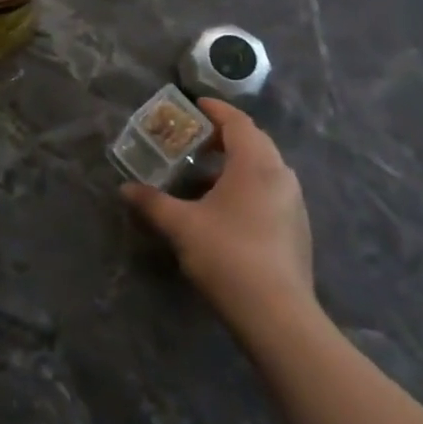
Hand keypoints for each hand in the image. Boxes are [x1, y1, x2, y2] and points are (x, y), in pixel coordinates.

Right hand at [122, 98, 316, 324]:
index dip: (215, 110)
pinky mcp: (297, 229)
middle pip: (253, 141)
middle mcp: (280, 175)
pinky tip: (225, 209)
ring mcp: (294, 204)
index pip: (237, 121)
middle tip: (195, 139)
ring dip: (236, 164)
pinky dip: (247, 186)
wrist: (278, 317)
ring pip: (263, 168)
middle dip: (224, 136)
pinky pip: (270, 191)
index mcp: (255, 163)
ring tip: (204, 175)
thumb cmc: (228, 256)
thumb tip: (125, 189)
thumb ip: (152, 202)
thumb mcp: (181, 226)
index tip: (195, 105)